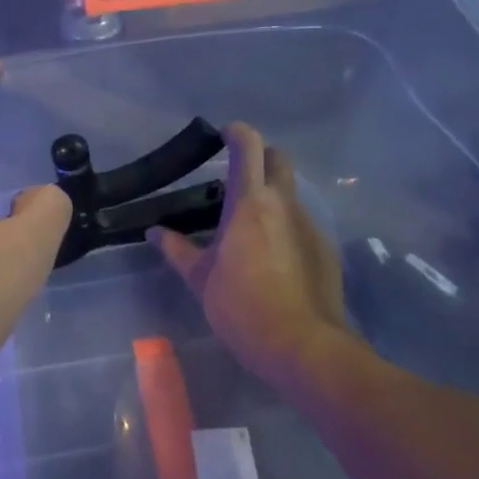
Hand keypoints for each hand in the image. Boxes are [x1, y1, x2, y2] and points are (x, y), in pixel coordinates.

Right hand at [151, 122, 350, 385]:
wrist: (302, 345)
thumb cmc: (241, 306)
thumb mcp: (200, 279)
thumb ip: (176, 250)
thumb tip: (154, 232)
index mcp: (248, 203)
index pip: (248, 146)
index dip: (236, 133)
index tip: (223, 136)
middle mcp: (283, 204)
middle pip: (278, 159)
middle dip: (261, 157)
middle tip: (238, 178)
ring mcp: (309, 225)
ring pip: (290, 194)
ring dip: (272, 197)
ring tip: (251, 229)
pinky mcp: (325, 248)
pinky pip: (302, 224)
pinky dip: (286, 228)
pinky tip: (275, 259)